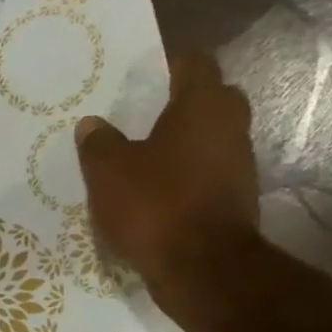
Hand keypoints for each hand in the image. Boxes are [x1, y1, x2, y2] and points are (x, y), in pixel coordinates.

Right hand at [75, 51, 259, 322]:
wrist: (202, 268)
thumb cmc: (155, 204)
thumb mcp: (108, 171)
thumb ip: (98, 143)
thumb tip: (92, 124)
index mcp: (203, 104)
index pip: (193, 63)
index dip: (167, 65)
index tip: (140, 77)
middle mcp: (230, 126)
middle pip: (207, 100)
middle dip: (177, 105)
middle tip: (137, 118)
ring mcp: (239, 164)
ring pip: (207, 140)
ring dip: (179, 145)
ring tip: (138, 158)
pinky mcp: (234, 199)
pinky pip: (206, 174)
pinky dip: (183, 177)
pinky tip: (152, 194)